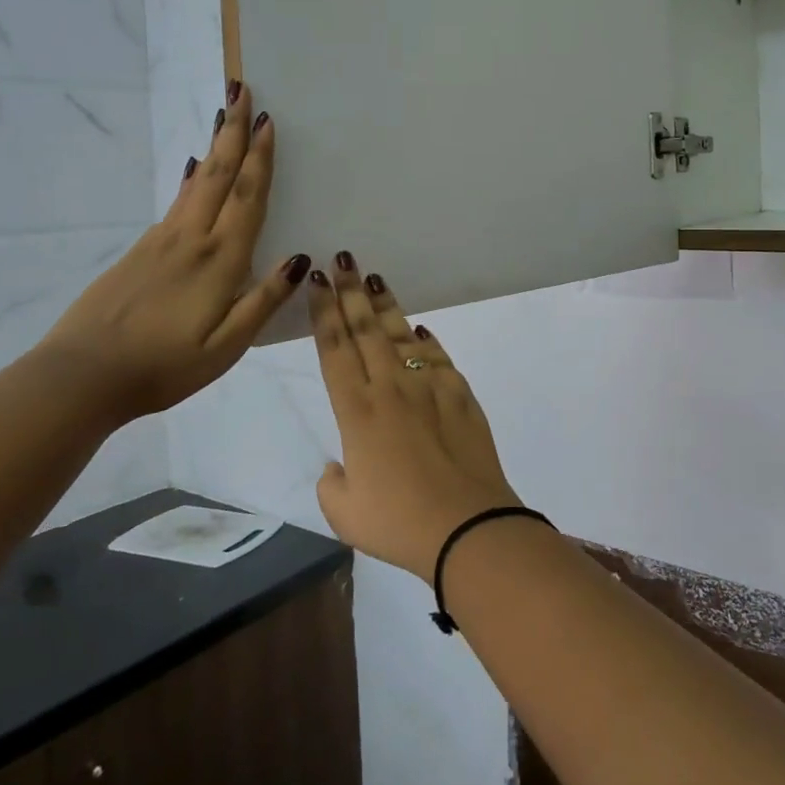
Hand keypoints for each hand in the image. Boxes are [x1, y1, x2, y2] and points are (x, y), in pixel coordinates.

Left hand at [38, 83, 307, 425]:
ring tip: (222, 117)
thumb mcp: (227, 347)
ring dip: (213, 146)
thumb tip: (299, 259)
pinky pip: (175, 202)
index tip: (267, 119)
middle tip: (240, 90)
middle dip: (232, 131)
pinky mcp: (140, 251)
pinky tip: (192, 170)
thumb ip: (263, 301)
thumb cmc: (164, 367)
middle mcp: (190, 239)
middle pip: (217, 174)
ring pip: (194, 182)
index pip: (246, 197)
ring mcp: (160, 242)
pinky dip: (190, 178)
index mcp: (219, 261)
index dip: (259, 158)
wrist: (81, 376)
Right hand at [308, 254, 523, 582]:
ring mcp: (430, 387)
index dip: (323, 311)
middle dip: (351, 291)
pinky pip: (439, 358)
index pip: (335, 349)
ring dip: (386, 306)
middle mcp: (391, 388)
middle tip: (343, 259)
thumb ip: (333, 483)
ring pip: (402, 335)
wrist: (468, 525)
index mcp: (356, 411)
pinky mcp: (461, 394)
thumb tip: (340, 464)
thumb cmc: (399, 522)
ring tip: (374, 278)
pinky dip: (427, 341)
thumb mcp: (344, 513)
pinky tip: (421, 330)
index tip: (316, 281)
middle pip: (366, 330)